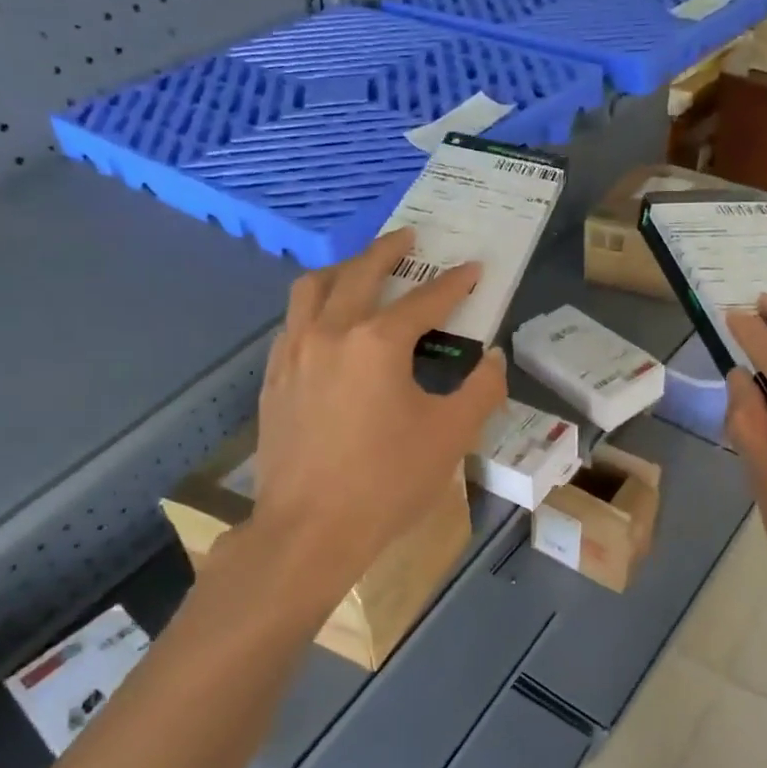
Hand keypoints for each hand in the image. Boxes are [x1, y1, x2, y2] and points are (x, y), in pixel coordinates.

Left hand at [215, 226, 506, 598]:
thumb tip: (492, 359)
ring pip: (313, 289)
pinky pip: (293, 322)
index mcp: (378, 343)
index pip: (425, 300)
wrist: (309, 530)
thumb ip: (481, 390)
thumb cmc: (386, 482)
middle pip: (360, 274)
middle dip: (389, 251)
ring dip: (342, 269)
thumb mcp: (450, 437)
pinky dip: (315, 305)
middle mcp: (331, 333)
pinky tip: (325, 321)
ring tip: (361, 266)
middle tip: (410, 237)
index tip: (473, 268)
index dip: (454, 283)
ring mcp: (294, 353)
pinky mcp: (274, 378)